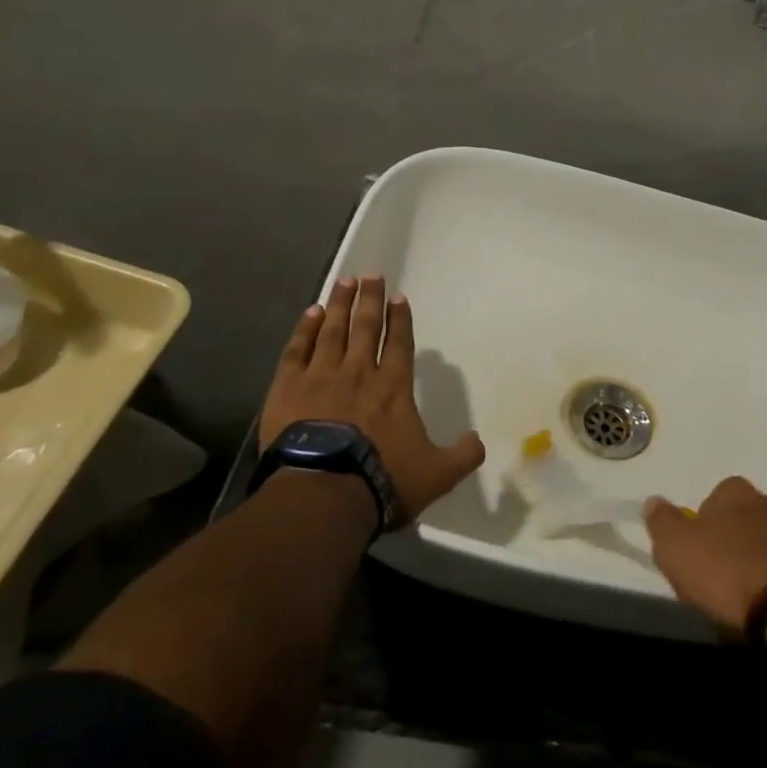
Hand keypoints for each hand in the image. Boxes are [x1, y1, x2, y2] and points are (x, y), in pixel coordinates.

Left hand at [259, 275, 484, 524]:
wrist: (324, 492)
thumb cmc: (383, 479)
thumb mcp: (437, 474)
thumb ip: (462, 455)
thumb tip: (478, 441)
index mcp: (393, 387)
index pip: (399, 343)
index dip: (400, 319)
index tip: (398, 297)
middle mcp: (359, 372)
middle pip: (365, 327)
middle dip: (370, 300)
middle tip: (371, 275)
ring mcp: (321, 377)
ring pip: (332, 331)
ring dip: (339, 305)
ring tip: (344, 282)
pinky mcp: (288, 388)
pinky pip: (297, 350)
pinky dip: (304, 330)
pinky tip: (309, 313)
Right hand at [644, 476, 766, 635]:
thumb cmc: (729, 573)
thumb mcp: (677, 549)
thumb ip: (662, 523)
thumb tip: (654, 501)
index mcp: (735, 494)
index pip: (715, 497)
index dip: (704, 523)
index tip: (698, 554)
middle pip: (748, 517)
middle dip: (737, 539)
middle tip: (724, 576)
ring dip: (764, 560)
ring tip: (753, 597)